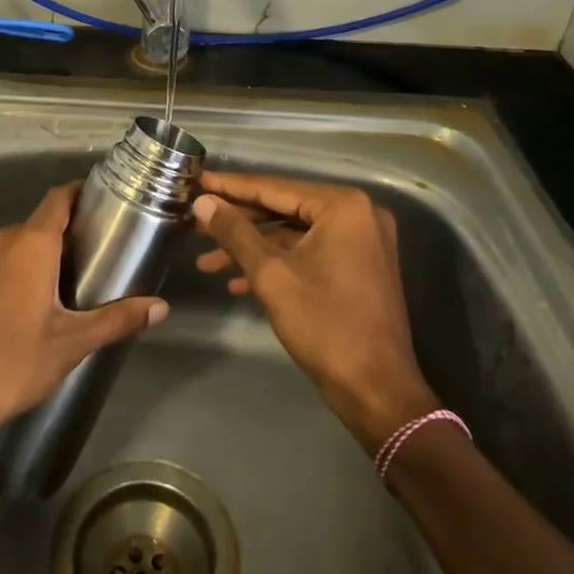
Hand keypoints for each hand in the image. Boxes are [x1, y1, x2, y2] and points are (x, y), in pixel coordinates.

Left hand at [0, 183, 168, 454]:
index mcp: (30, 244)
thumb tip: (161, 308)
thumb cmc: (14, 363)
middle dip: (52, 244)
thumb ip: (117, 319)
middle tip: (74, 270)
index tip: (94, 203)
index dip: (77, 195)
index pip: (58, 199)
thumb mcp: (72, 343)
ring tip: (35, 299)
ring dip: (18, 265)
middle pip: (31, 229)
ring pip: (0, 252)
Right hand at [193, 173, 437, 451]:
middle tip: (195, 224)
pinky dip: (277, 264)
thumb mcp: (271, 275)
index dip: (231, 187)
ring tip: (207, 262)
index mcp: (343, 206)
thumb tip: (203, 203)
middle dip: (238, 222)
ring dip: (252, 248)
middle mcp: (358, 214)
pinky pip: (310, 253)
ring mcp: (362, 242)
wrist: (377, 391)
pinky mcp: (359, 267)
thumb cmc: (325, 326)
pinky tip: (238, 283)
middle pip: (284, 209)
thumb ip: (235, 233)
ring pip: (294, 234)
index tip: (197, 181)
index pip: (274, 188)